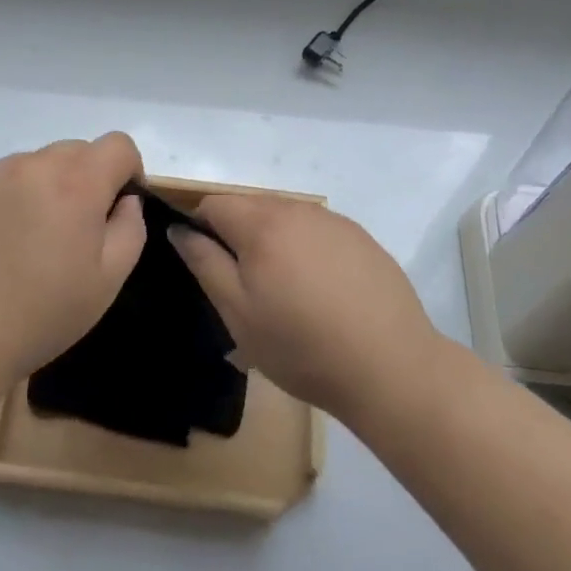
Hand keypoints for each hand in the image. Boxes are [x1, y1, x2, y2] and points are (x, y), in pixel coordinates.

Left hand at [0, 134, 146, 392]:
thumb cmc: (38, 315)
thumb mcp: (107, 281)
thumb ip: (129, 228)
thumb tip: (123, 202)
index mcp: (75, 182)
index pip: (118, 145)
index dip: (128, 171)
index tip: (117, 208)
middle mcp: (31, 166)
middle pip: (75, 151)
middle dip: (86, 181)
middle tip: (72, 232)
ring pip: (34, 166)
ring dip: (44, 189)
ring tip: (27, 243)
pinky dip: (7, 202)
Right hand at [169, 195, 438, 425]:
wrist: (390, 366)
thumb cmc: (301, 345)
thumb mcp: (238, 313)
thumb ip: (204, 262)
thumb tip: (179, 229)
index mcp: (262, 223)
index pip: (214, 203)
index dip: (201, 229)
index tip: (209, 268)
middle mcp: (298, 209)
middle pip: (251, 207)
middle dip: (238, 236)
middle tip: (246, 288)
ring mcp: (334, 221)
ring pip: (286, 218)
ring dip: (274, 242)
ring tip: (285, 293)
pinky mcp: (361, 239)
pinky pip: (318, 232)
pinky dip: (307, 250)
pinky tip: (321, 292)